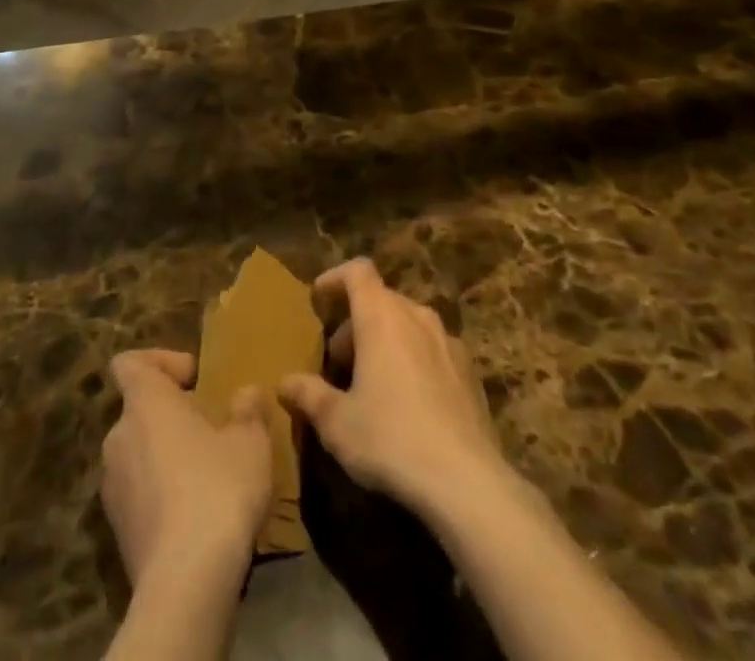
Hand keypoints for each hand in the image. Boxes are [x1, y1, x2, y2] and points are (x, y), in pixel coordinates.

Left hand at [100, 349, 272, 592]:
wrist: (185, 583)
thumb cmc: (217, 489)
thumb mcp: (250, 442)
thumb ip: (247, 410)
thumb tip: (247, 392)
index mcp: (145, 402)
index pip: (130, 363)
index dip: (159, 362)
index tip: (193, 378)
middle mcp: (119, 436)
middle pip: (139, 410)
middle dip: (171, 416)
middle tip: (210, 429)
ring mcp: (112, 486)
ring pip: (138, 454)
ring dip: (165, 456)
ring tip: (206, 475)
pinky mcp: (118, 531)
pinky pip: (138, 495)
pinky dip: (160, 495)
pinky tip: (194, 515)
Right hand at [278, 259, 507, 515]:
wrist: (467, 483)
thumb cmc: (390, 439)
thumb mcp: (336, 422)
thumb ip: (308, 395)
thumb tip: (283, 383)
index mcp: (381, 316)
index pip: (358, 271)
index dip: (335, 278)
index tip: (319, 298)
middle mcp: (416, 317)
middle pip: (381, 300)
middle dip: (357, 322)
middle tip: (339, 360)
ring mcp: (448, 343)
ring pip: (409, 324)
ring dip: (386, 340)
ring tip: (372, 382)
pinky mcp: (470, 373)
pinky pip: (433, 351)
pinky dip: (414, 361)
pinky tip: (409, 404)